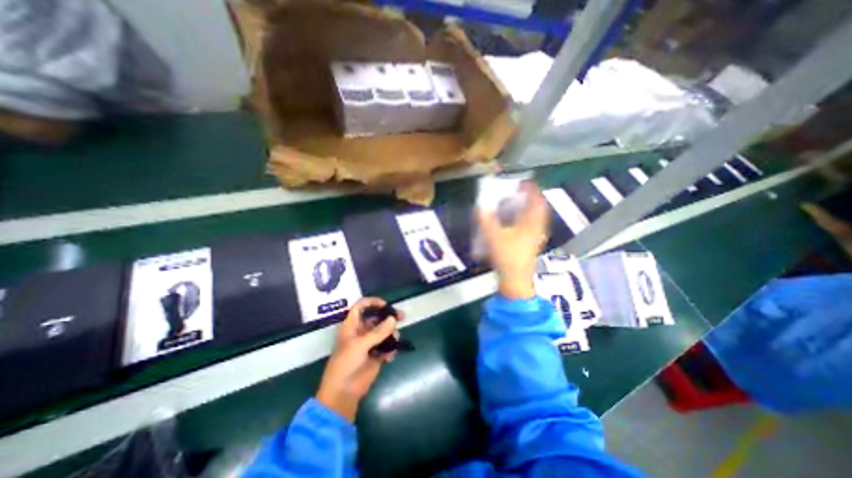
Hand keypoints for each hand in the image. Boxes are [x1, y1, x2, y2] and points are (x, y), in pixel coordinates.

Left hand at [315, 299, 402, 420]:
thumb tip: (393, 319)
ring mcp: (370, 343)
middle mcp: (361, 332)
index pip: (361, 307)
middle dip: (389, 317)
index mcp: (352, 326)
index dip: (372, 302)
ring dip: (392, 334)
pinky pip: (387, 346)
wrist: (343, 392)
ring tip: (395, 340)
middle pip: (377, 318)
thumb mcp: (359, 345)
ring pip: (384, 331)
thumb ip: (377, 332)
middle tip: (402, 317)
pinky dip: (391, 349)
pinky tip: (389, 357)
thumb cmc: (345, 364)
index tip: (385, 305)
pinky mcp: (376, 354)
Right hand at [476, 181, 548, 298]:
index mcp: (531, 224)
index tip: (525, 182)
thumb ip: (486, 221)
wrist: (515, 278)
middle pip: (539, 209)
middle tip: (522, 192)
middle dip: (532, 199)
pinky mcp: (532, 245)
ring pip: (537, 218)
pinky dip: (527, 220)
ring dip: (530, 209)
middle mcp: (537, 228)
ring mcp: (536, 237)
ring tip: (520, 204)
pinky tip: (518, 222)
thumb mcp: (493, 236)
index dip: (531, 190)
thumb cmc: (507, 256)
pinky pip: (533, 226)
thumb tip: (479, 208)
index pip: (535, 201)